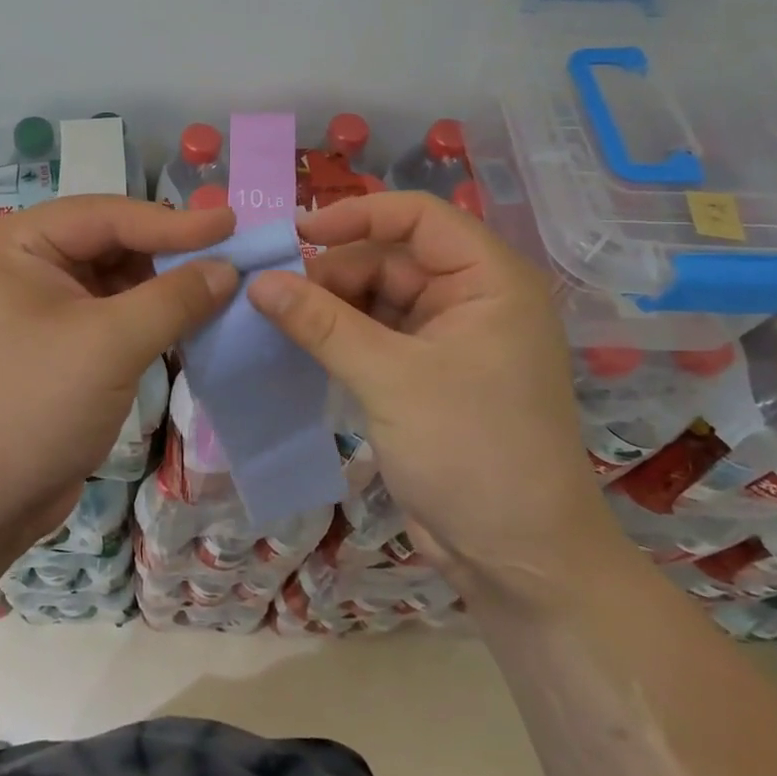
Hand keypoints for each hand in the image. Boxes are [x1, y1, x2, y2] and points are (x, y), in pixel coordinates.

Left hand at [0, 195, 238, 540]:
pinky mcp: (60, 345)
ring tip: (221, 288)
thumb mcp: (110, 343)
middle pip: (114, 242)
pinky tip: (191, 322)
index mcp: (21, 241)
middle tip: (232, 257)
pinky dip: (152, 317)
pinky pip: (114, 315)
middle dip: (170, 253)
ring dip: (166, 286)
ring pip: (118, 280)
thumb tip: (229, 268)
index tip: (233, 225)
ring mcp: (43, 305)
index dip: (174, 221)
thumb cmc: (33, 403)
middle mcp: (29, 262)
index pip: (110, 215)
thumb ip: (175, 298)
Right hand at [247, 192, 622, 596]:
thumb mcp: (390, 379)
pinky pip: (373, 333)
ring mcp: (448, 336)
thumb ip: (321, 324)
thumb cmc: (472, 453)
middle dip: (333, 271)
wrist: (518, 560)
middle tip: (274, 294)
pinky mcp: (425, 372)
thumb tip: (258, 282)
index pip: (418, 217)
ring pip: (376, 295)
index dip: (357, 215)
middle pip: (390, 257)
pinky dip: (337, 335)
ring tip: (276, 318)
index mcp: (489, 280)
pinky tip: (298, 342)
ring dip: (329, 304)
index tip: (297, 234)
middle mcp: (472, 297)